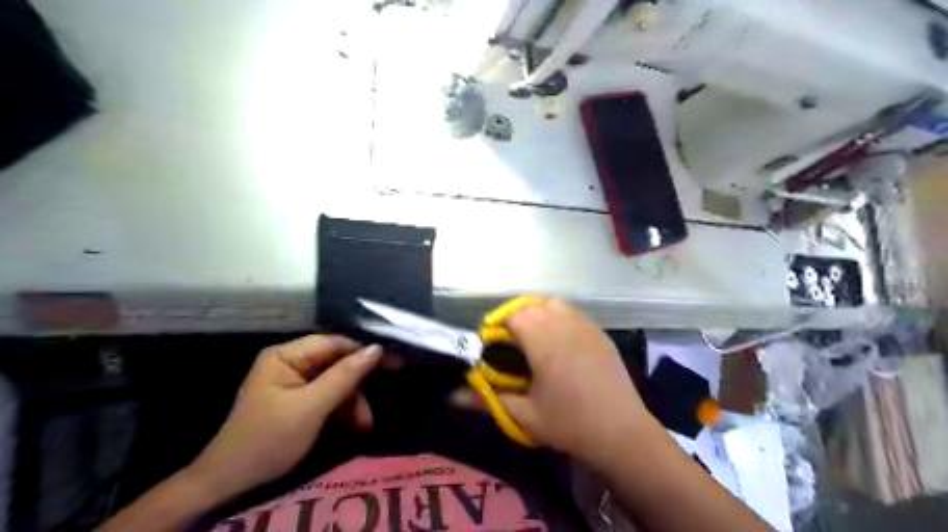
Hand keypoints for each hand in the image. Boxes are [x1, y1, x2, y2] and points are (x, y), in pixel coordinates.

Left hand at [187, 337, 379, 497]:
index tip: (394, 361)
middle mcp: (291, 363)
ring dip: (353, 402)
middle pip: (337, 363)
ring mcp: (294, 382)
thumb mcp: (311, 407)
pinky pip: (328, 397)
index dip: (363, 351)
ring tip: (364, 425)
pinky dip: (343, 410)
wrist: (230, 486)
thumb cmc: (268, 440)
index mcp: (286, 356)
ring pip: (336, 382)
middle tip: (376, 404)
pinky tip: (355, 426)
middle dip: (357, 386)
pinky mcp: (298, 402)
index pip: (333, 343)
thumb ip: (345, 375)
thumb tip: (377, 347)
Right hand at [462, 300, 661, 468]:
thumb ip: (488, 399)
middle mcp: (565, 326)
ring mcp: (586, 327)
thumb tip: (452, 396)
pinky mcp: (601, 333)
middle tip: (511, 343)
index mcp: (544, 343)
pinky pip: (574, 313)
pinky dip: (560, 317)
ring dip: (539, 313)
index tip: (494, 345)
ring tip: (534, 337)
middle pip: (533, 305)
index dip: (499, 326)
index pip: (514, 316)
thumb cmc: (569, 424)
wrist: (622, 433)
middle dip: (516, 318)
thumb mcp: (524, 415)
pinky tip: (561, 341)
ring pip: (555, 304)